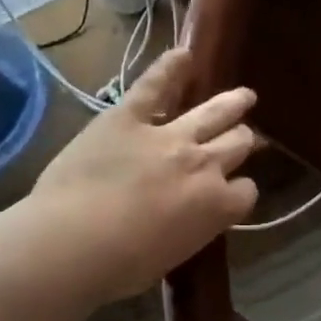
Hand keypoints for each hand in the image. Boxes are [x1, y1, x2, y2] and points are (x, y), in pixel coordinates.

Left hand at [28, 49, 257, 304]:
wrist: (73, 243)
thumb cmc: (121, 266)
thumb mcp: (173, 255)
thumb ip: (192, 228)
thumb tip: (191, 217)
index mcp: (216, 204)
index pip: (247, 191)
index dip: (240, 190)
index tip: (231, 192)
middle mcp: (204, 164)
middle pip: (238, 143)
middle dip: (243, 140)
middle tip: (244, 138)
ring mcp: (168, 136)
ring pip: (214, 112)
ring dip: (232, 103)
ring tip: (243, 97)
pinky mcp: (129, 117)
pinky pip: (155, 86)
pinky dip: (171, 68)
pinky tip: (184, 55)